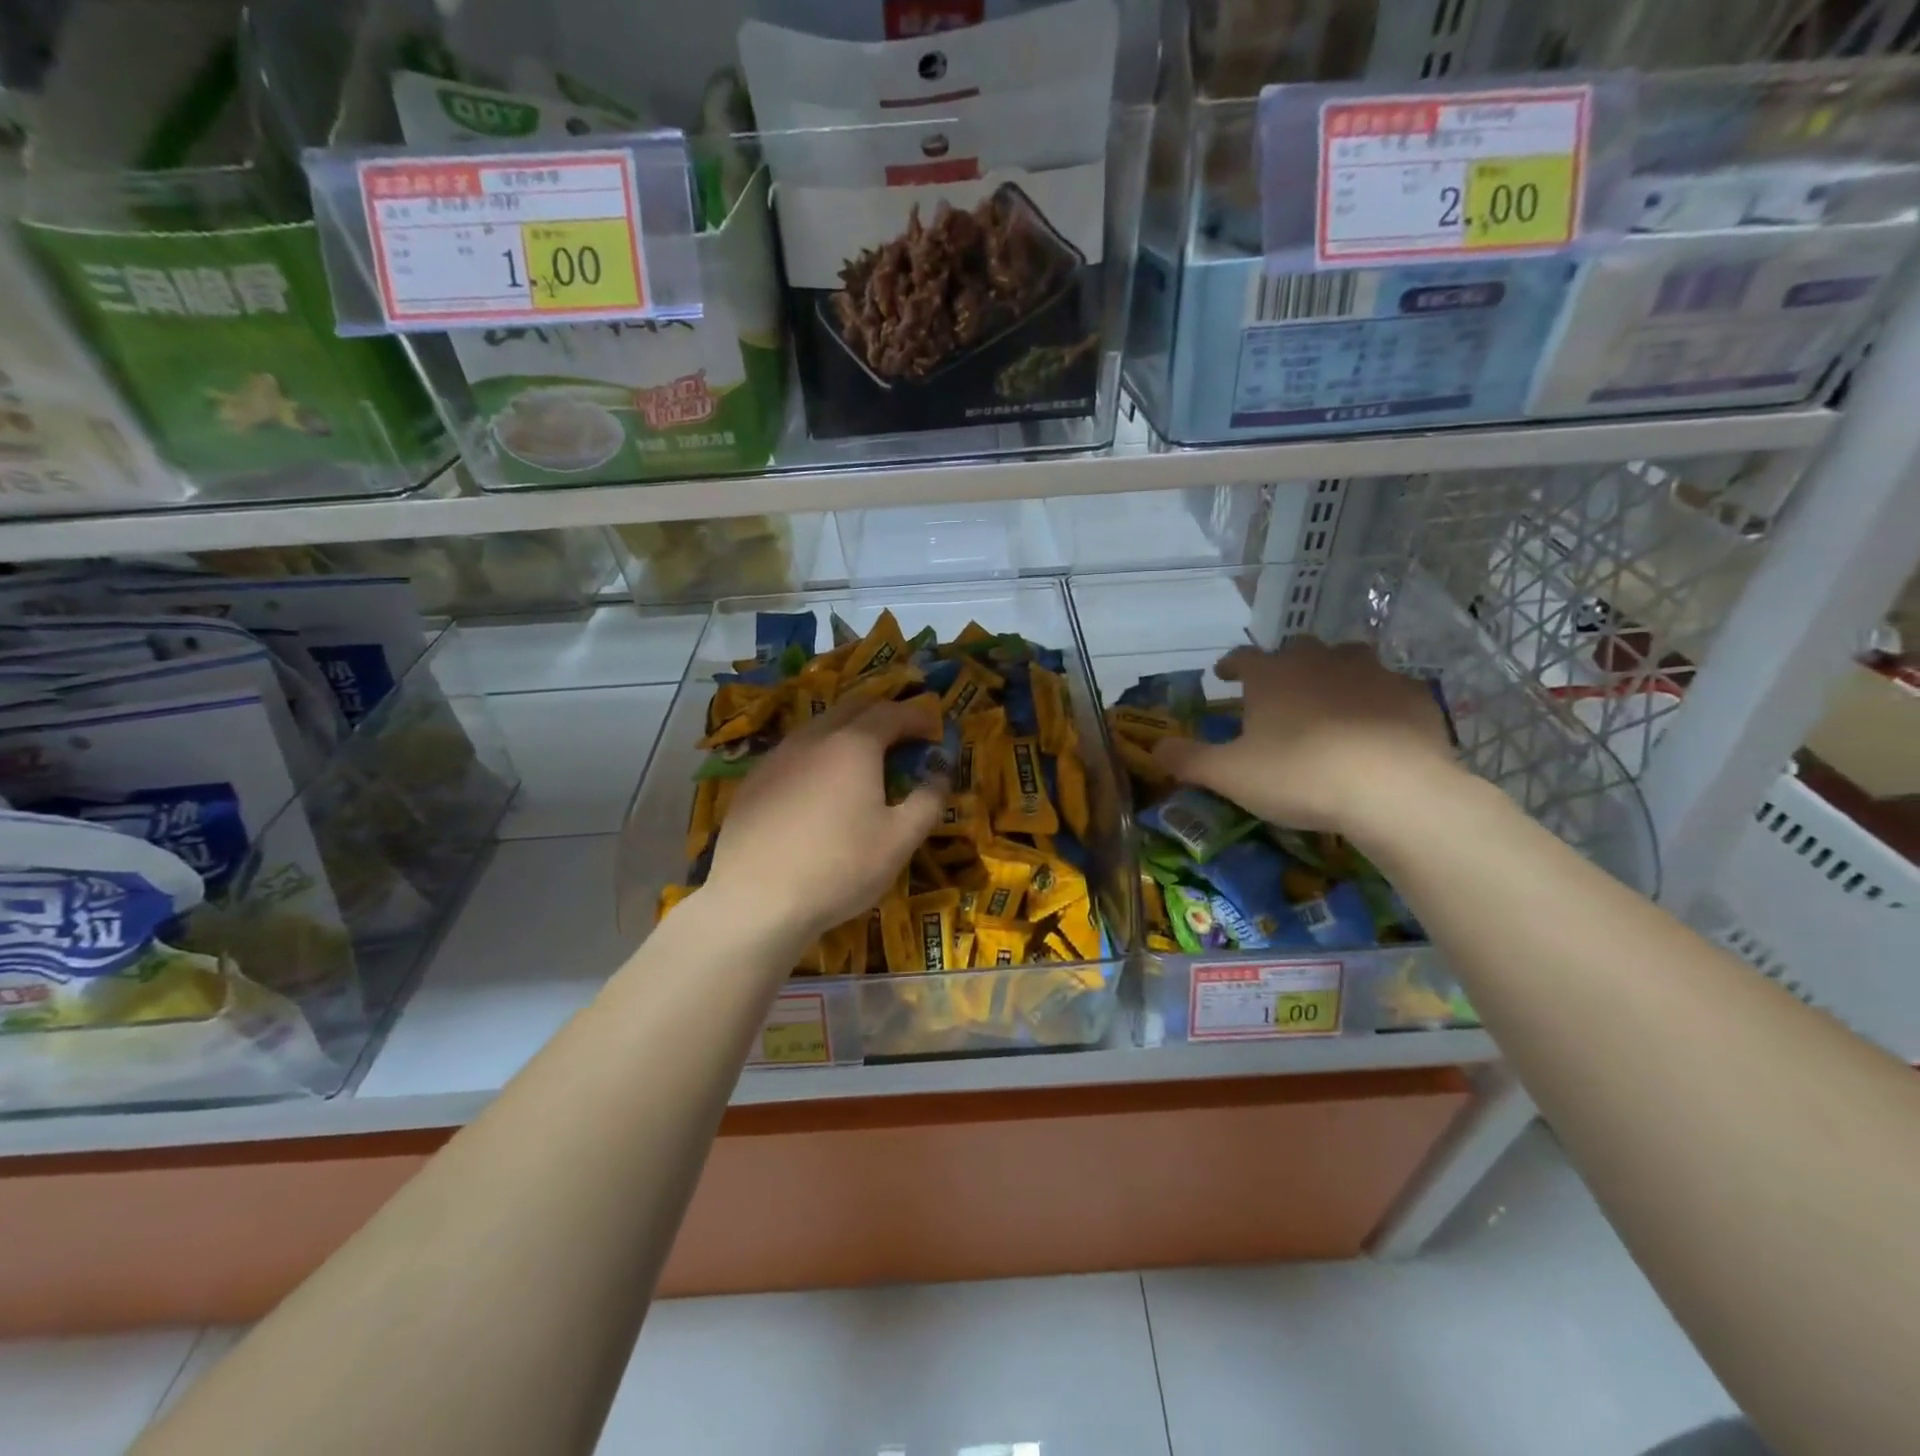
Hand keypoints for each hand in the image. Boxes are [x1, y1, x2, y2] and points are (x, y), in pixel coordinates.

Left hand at [704, 698, 944, 944]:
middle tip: (902, 737)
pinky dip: (817, 757)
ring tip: (862, 761)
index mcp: (854, 744)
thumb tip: (939, 777)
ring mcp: (777, 757)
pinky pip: (794, 753)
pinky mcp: (753, 781)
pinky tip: (818, 789)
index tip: (935, 729)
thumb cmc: (838, 867)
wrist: (755, 900)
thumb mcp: (899, 841)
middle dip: (882, 715)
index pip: (892, 712)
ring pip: (818, 728)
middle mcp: (813, 737)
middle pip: (852, 708)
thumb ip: (927, 802)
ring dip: (847, 733)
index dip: (918, 716)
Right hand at [1152, 638, 1457, 837]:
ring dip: (1334, 673)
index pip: (1243, 657)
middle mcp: (1320, 661)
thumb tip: (1156, 747)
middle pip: (1298, 649)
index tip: (1223, 675)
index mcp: (1272, 674)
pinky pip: (1389, 689)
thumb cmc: (1298, 775)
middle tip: (1278, 691)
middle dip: (1285, 665)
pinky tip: (1376, 726)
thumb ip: (1189, 759)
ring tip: (1329, 700)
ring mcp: (1372, 673)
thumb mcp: (1229, 775)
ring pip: (1348, 659)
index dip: (1230, 665)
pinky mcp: (1414, 696)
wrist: (1393, 790)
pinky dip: (1377, 700)